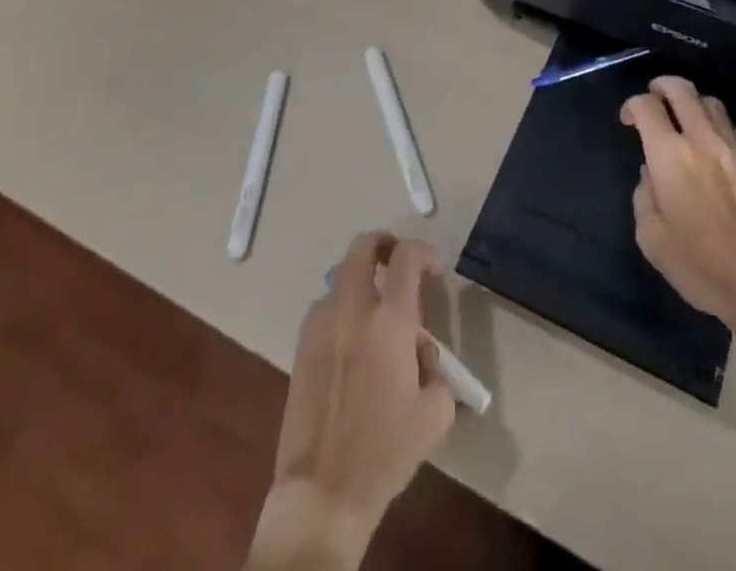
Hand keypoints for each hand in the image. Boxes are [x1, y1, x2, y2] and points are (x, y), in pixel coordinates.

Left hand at [250, 233, 456, 568]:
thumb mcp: (435, 412)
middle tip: (398, 261)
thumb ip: (435, 366)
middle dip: (383, 244)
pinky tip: (352, 347)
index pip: (406, 257)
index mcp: (390, 321)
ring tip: (376, 317)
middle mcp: (352, 310)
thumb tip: (419, 349)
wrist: (323, 492)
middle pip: (362, 247)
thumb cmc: (386, 451)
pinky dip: (341, 312)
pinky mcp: (300, 347)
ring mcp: (320, 325)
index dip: (424, 252)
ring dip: (361, 284)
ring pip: (340, 280)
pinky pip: (325, 311)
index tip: (435, 271)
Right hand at [621, 76, 735, 335]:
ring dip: (695, 104)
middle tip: (655, 96)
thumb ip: (644, 198)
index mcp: (669, 156)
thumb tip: (650, 174)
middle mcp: (701, 140)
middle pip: (681, 90)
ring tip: (688, 119)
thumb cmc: (703, 267)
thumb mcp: (653, 241)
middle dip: (663, 86)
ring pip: (712, 103)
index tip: (629, 121)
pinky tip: (721, 146)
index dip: (632, 105)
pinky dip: (724, 128)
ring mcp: (735, 148)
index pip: (646, 107)